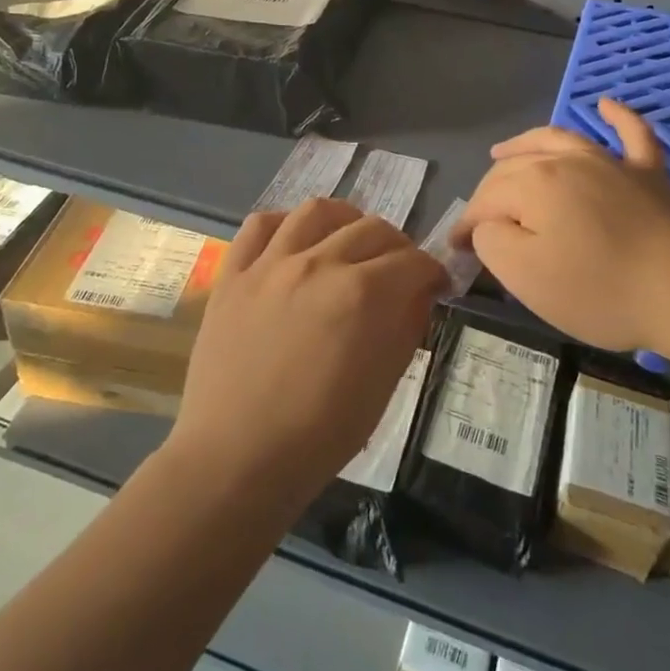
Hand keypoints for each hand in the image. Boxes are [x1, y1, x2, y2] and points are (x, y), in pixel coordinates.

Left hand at [168, 197, 449, 509]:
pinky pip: (259, 225)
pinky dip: (283, 223)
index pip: (413, 261)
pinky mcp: (233, 274)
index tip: (436, 285)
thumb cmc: (319, 435)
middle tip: (399, 270)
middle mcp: (319, 263)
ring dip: (345, 220)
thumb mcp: (383, 386)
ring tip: (349, 239)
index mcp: (362, 294)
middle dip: (398, 246)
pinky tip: (294, 240)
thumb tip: (419, 294)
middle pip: (372, 229)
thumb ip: (406, 328)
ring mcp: (270, 264)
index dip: (433, 271)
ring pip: (316, 211)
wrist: (237, 459)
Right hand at [454, 97, 669, 355]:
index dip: (468, 226)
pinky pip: (631, 134)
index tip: (458, 252)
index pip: (485, 201)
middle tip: (480, 223)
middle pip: (515, 169)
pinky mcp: (650, 174)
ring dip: (526, 143)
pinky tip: (606, 105)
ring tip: (503, 151)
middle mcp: (567, 160)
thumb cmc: (601, 288)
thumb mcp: (526, 276)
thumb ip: (493, 242)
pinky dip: (617, 117)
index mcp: (533, 184)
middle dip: (489, 193)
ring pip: (558, 140)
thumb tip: (489, 224)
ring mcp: (612, 162)